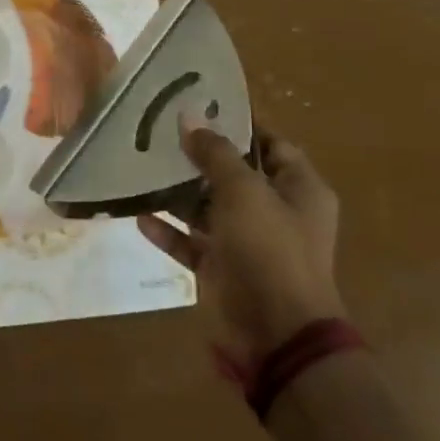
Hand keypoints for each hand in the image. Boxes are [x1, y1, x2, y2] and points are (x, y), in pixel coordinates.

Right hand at [137, 121, 344, 372]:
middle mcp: (276, 213)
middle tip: (160, 132)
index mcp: (299, 190)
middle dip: (199, 157)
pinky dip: (169, 231)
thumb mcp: (243, 191)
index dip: (239, 125)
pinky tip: (140, 216)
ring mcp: (249, 244)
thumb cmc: (269, 250)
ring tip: (142, 168)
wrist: (276, 334)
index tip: (199, 106)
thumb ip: (216, 153)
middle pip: (235, 175)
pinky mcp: (223, 270)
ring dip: (179, 193)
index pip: (271, 144)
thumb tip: (190, 116)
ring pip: (209, 209)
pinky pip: (192, 243)